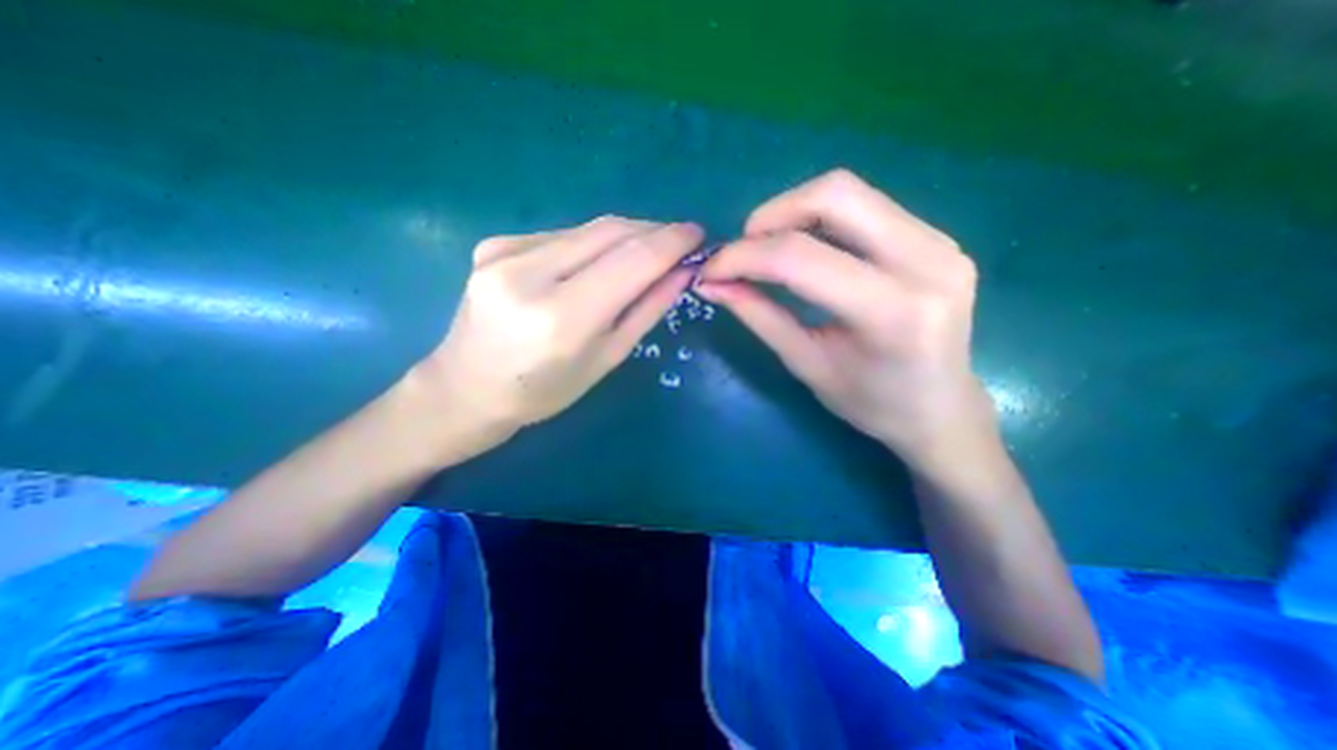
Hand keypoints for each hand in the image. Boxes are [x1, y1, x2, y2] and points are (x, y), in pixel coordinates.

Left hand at [410, 215, 700, 442]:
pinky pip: (562, 235)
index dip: (672, 242)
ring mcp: (504, 251)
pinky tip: (595, 264)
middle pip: (610, 232)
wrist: (467, 388)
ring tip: (644, 254)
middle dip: (653, 232)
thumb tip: (682, 272)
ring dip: (625, 237)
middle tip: (678, 243)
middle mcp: (528, 273)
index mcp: (562, 317)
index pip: (632, 260)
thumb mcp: (607, 358)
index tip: (698, 235)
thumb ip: (647, 309)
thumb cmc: (546, 391)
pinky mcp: (493, 243)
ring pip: (588, 229)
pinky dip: (591, 244)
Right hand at [700, 170, 989, 473]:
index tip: (712, 269)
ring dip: (794, 212)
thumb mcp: (807, 365)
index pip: (802, 258)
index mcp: (893, 313)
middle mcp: (927, 262)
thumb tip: (714, 284)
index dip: (745, 257)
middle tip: (743, 249)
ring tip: (767, 248)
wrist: (941, 408)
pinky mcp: (938, 237)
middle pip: (835, 195)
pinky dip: (820, 218)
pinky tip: (804, 247)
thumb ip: (760, 317)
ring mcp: (940, 242)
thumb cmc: (872, 404)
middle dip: (772, 215)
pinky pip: (866, 206)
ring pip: (850, 191)